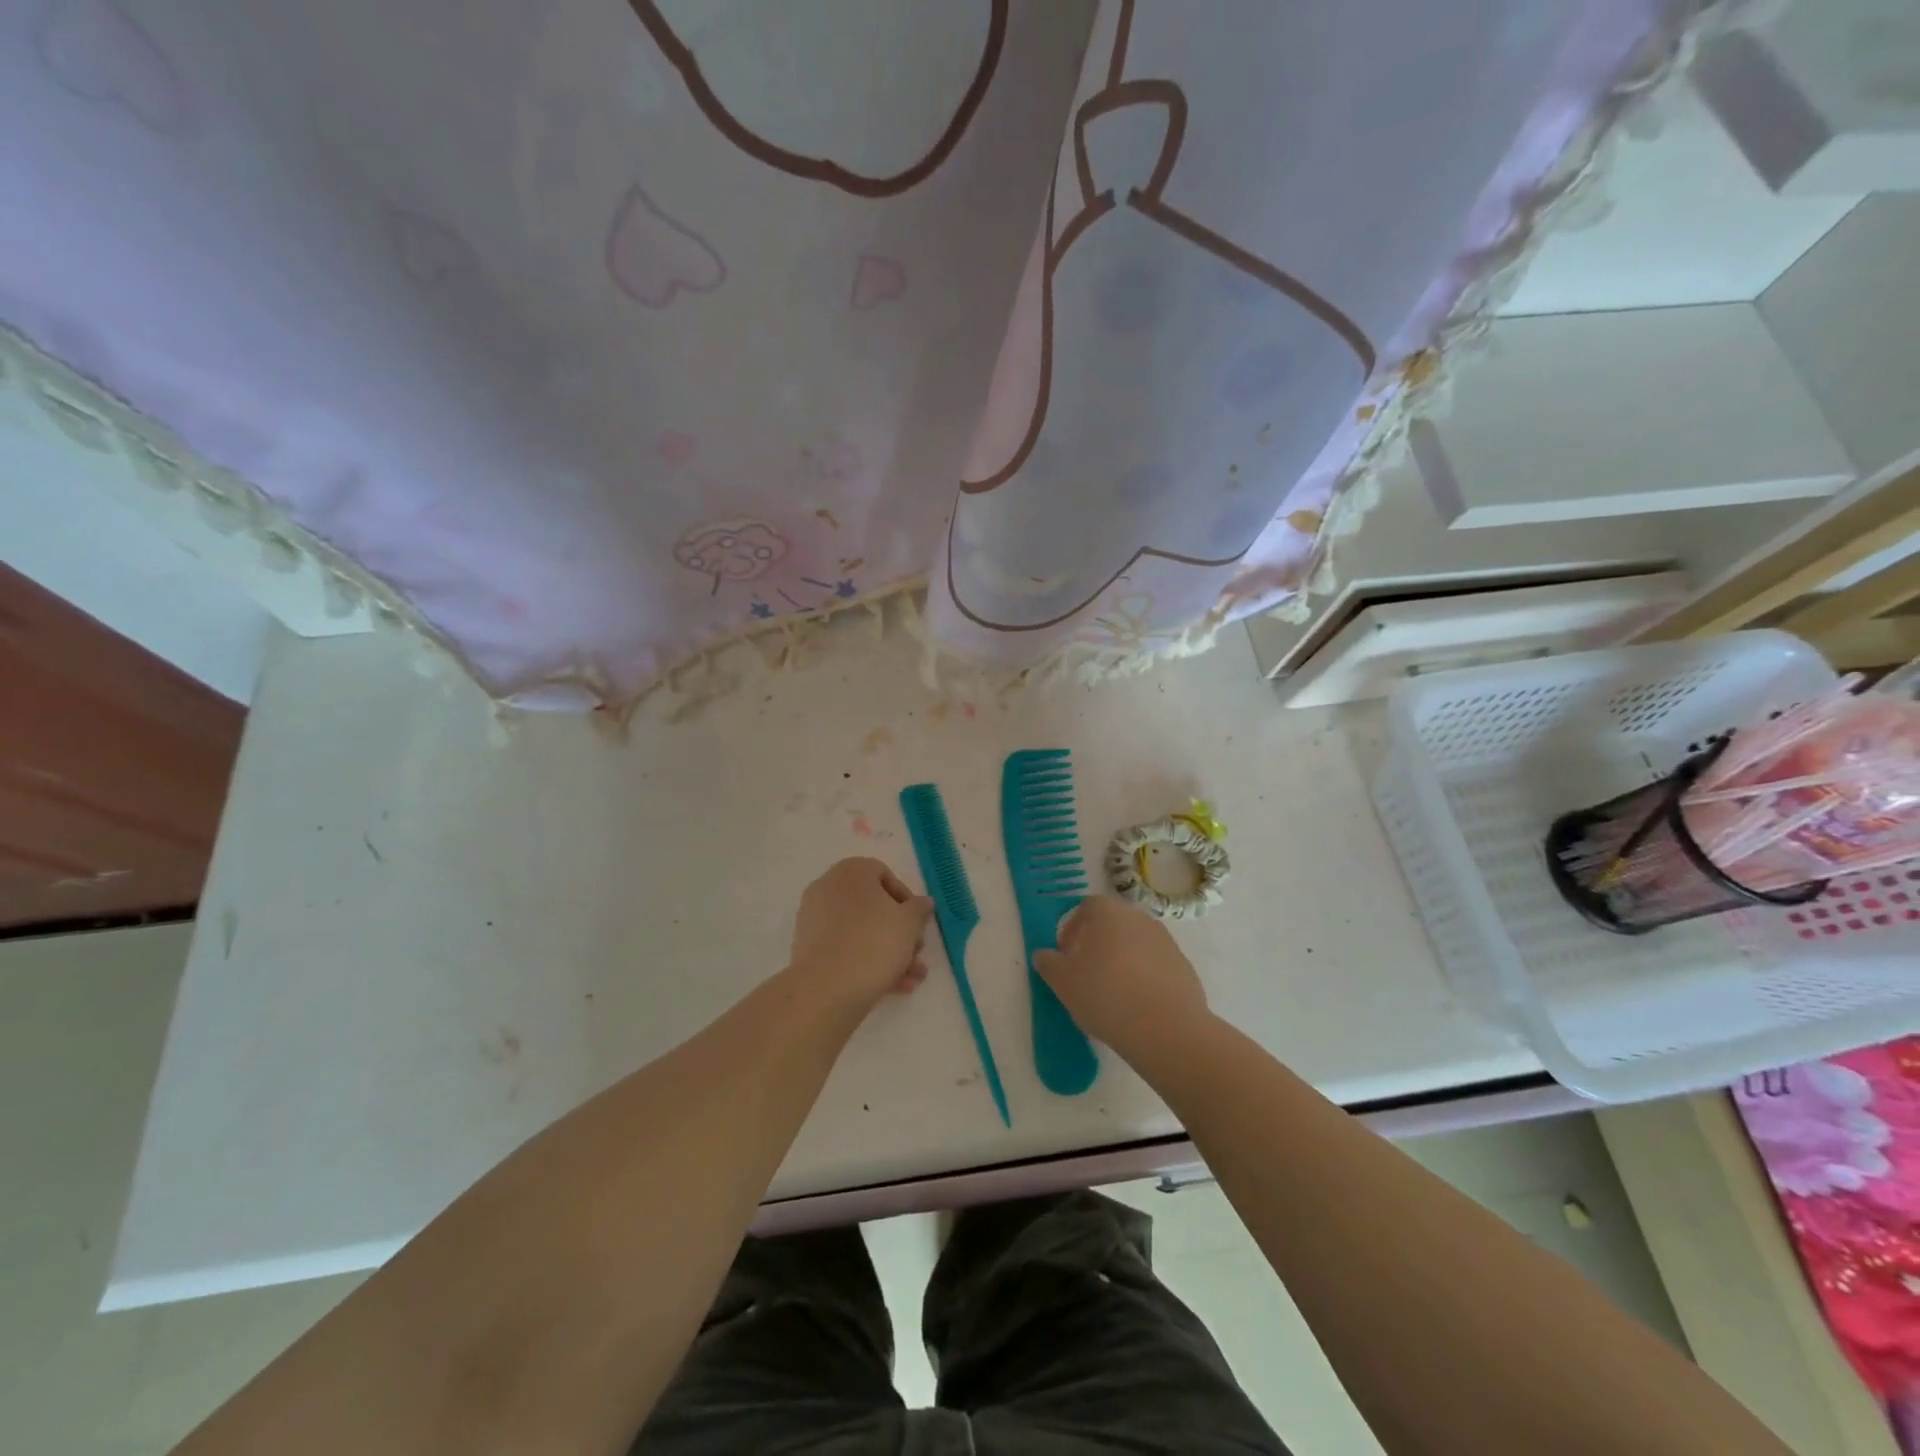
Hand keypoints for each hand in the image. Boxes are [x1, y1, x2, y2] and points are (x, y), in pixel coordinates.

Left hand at [787, 857, 933, 1010]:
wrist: (827, 989)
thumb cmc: (874, 943)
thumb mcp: (909, 924)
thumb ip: (919, 909)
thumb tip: (923, 902)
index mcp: (851, 871)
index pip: (883, 874)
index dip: (906, 899)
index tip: (917, 923)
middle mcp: (828, 887)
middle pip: (873, 906)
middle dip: (900, 932)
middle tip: (916, 953)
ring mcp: (814, 918)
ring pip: (860, 930)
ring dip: (889, 952)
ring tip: (911, 979)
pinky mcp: (808, 947)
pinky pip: (844, 947)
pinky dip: (866, 961)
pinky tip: (892, 986)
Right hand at [1032, 896, 1211, 1066]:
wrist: (1166, 1028)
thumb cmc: (1106, 995)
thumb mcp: (1063, 982)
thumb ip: (1049, 964)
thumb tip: (1044, 955)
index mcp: (1109, 913)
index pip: (1087, 907)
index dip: (1073, 928)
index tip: (1066, 955)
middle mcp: (1139, 918)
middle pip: (1113, 923)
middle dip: (1098, 943)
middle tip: (1086, 972)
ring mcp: (1166, 941)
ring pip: (1136, 944)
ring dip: (1122, 960)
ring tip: (1113, 992)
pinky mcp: (1184, 966)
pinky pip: (1156, 965)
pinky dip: (1144, 977)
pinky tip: (1137, 1004)